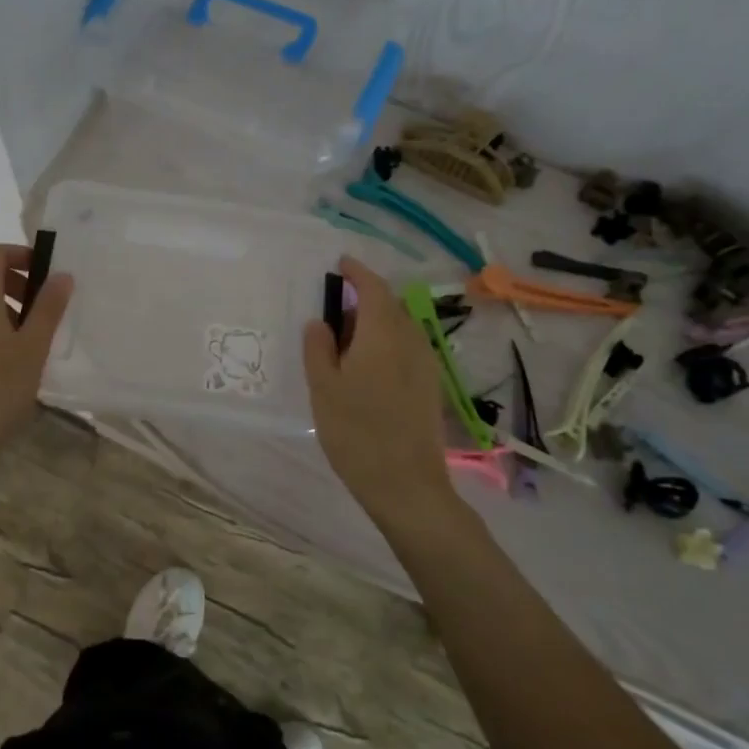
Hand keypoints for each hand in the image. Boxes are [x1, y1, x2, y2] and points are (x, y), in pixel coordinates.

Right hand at [302, 256, 452, 518]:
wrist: (406, 485)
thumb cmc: (357, 432)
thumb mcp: (324, 388)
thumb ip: (318, 348)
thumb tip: (321, 322)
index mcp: (383, 334)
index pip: (374, 288)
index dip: (357, 272)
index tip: (340, 264)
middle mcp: (411, 341)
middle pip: (390, 306)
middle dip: (364, 299)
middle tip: (334, 312)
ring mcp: (425, 364)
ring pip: (400, 328)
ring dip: (375, 323)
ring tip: (346, 343)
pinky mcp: (430, 386)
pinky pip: (406, 348)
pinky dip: (385, 343)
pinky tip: (367, 369)